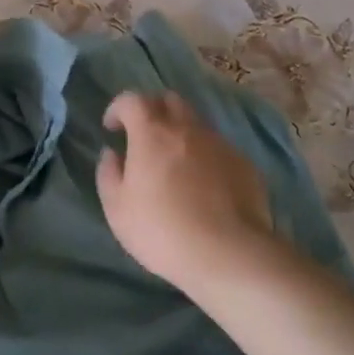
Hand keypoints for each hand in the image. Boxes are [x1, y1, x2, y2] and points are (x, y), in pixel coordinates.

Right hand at [95, 92, 274, 291]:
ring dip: (180, 134)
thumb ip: (108, 174)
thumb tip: (112, 155)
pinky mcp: (244, 165)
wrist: (228, 254)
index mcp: (152, 133)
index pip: (132, 100)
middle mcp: (188, 129)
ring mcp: (220, 145)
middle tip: (143, 138)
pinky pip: (218, 149)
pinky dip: (204, 156)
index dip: (118, 108)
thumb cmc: (161, 230)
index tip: (112, 129)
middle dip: (152, 111)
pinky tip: (203, 186)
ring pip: (196, 124)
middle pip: (169, 100)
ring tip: (174, 165)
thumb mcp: (117, 208)